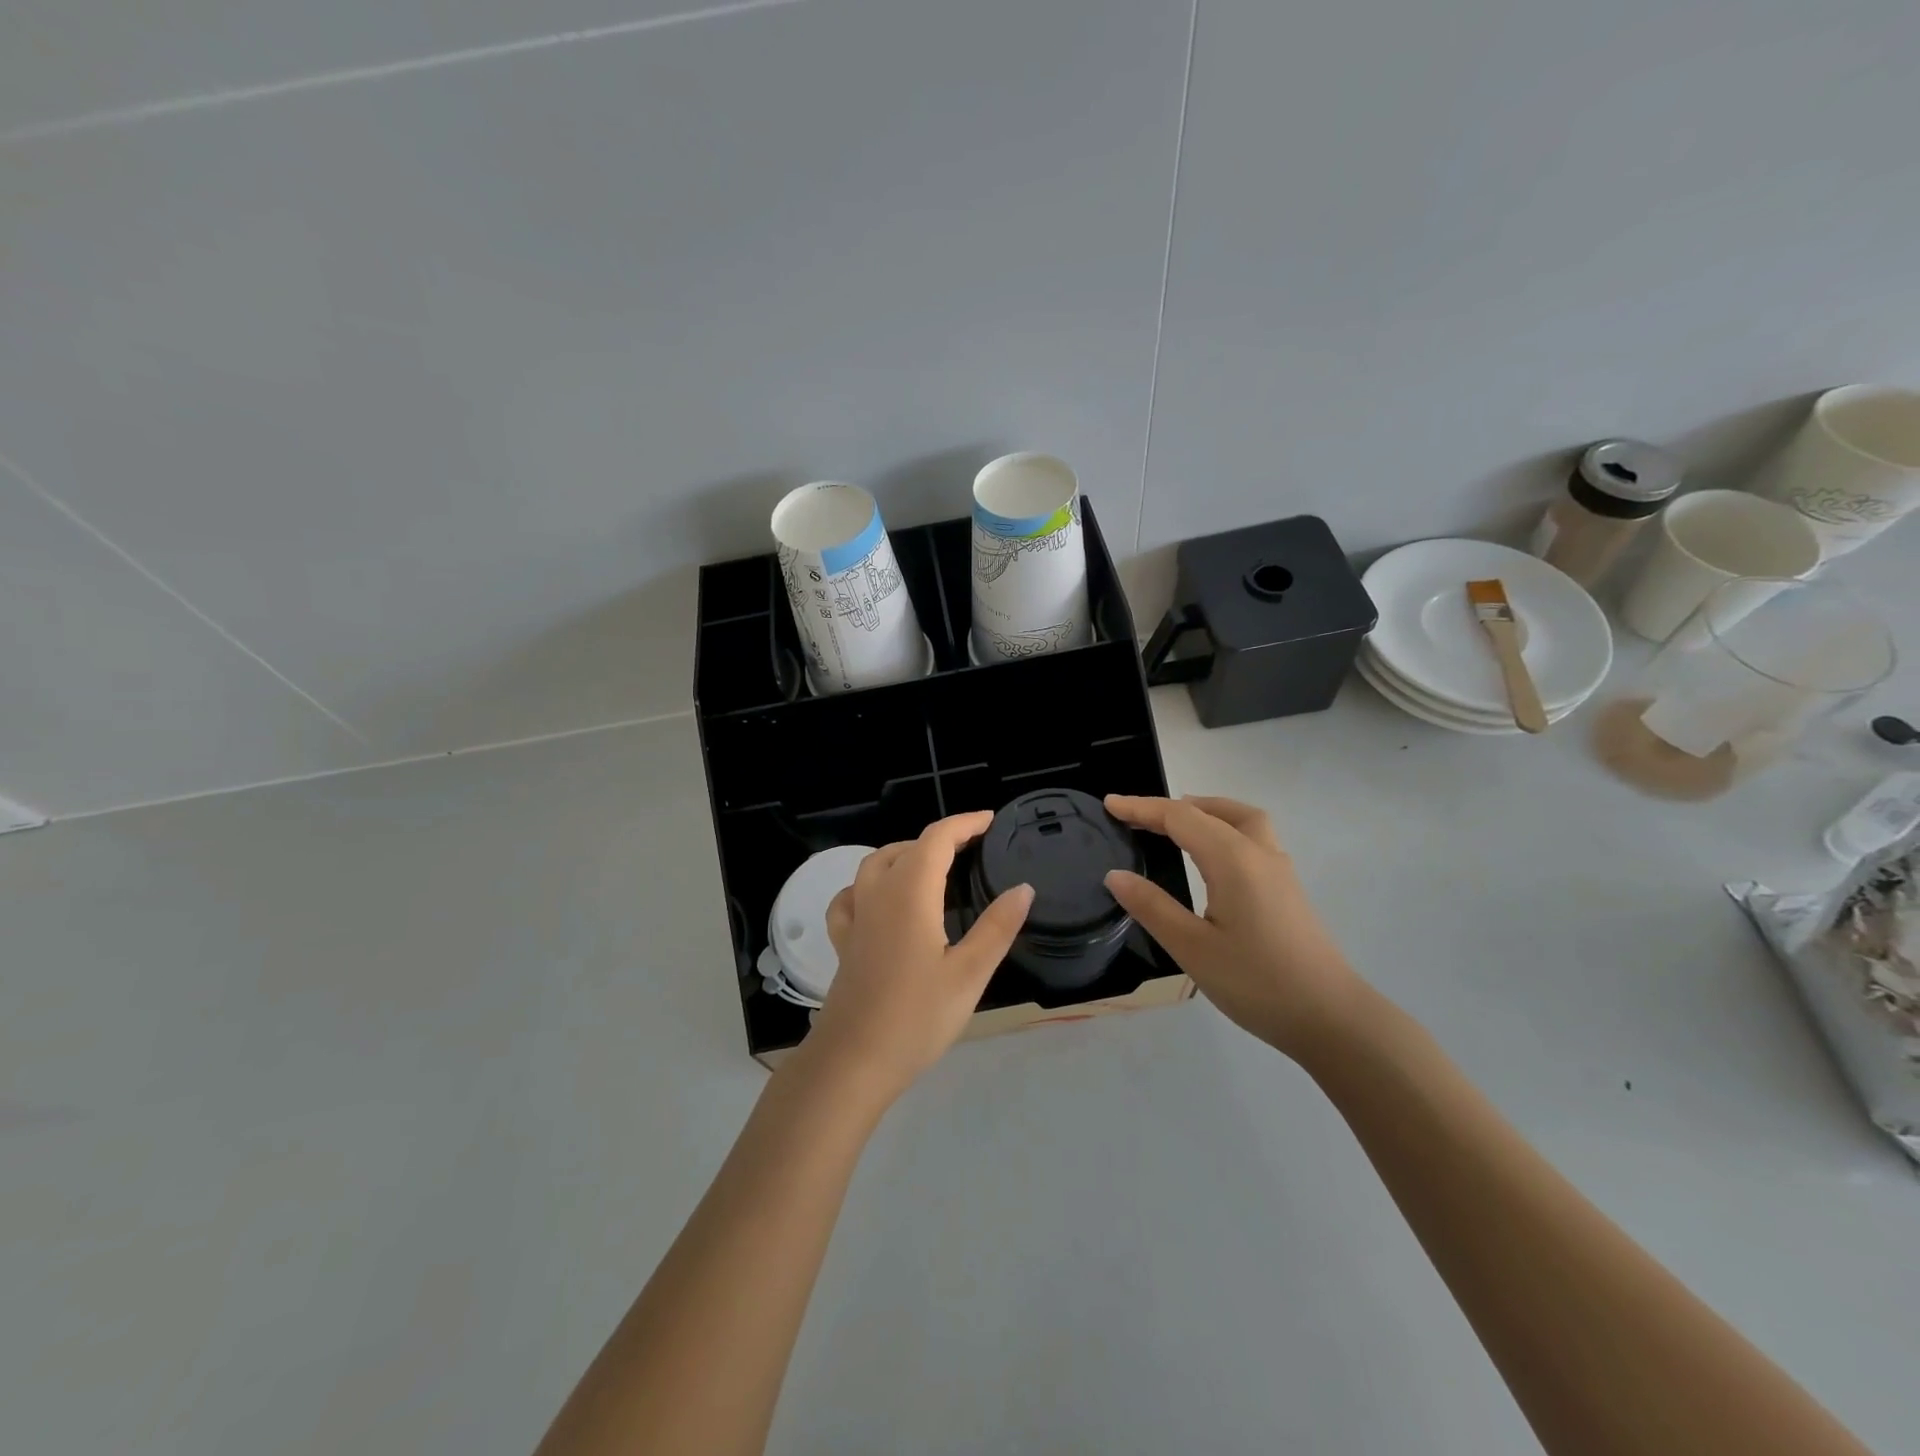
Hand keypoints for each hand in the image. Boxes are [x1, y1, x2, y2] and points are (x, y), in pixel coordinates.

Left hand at [806, 812, 1033, 1105]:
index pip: (936, 839)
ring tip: (931, 867)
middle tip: (972, 849)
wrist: (853, 1061)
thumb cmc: (917, 1017)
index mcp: (910, 894)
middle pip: (905, 847)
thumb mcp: (969, 974)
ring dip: (904, 854)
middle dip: (939, 839)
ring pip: (875, 865)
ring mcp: (856, 918)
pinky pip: (850, 897)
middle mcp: (878, 895)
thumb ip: (997, 927)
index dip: (964, 824)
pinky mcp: (844, 943)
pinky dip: (868, 885)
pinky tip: (879, 900)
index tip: (990, 821)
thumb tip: (1023, 888)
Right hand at [1102, 795, 1361, 1059]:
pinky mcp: (1288, 888)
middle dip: (1171, 807)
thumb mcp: (1192, 948)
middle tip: (1136, 818)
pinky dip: (1223, 828)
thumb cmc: (1257, 983)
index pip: (1180, 817)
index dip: (1141, 808)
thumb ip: (1151, 907)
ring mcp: (1279, 869)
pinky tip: (1211, 857)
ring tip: (1174, 825)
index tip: (1109, 804)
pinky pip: (1252, 837)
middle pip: (1212, 810)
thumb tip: (1115, 875)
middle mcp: (1259, 853)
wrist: (1331, 1018)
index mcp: (1233, 859)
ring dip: (1205, 811)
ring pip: (1241, 819)